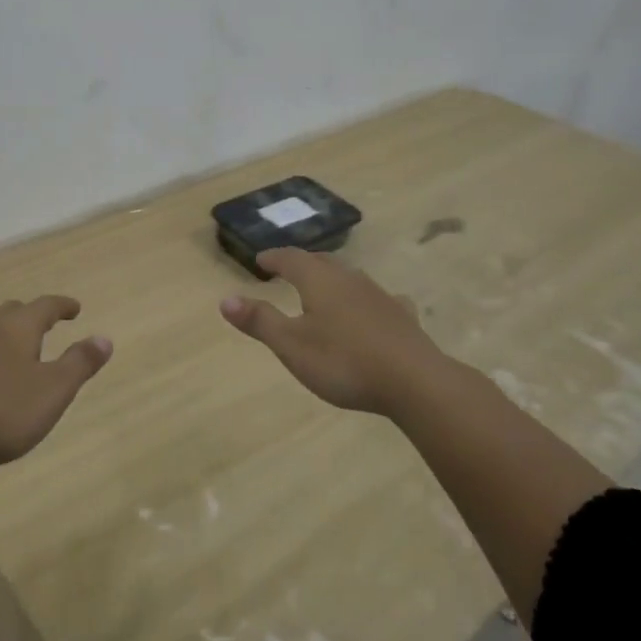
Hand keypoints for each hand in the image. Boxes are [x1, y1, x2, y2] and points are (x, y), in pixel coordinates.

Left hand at [0, 296, 112, 473]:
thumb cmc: (5, 413)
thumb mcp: (55, 390)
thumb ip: (80, 362)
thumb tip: (104, 338)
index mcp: (16, 328)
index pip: (45, 306)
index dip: (62, 306)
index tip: (75, 308)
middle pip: (11, 312)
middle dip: (30, 316)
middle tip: (45, 327)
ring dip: (1, 336)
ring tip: (11, 351)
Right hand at [220, 248, 448, 415]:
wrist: (415, 382)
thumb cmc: (344, 362)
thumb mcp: (292, 346)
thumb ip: (260, 321)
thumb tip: (225, 299)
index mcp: (319, 281)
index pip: (291, 258)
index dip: (274, 258)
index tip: (260, 260)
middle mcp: (350, 279)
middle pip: (322, 262)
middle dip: (302, 263)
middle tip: (287, 269)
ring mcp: (379, 296)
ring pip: (350, 277)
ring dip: (332, 278)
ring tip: (322, 287)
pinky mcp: (401, 317)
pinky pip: (377, 299)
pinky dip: (364, 300)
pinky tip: (373, 309)